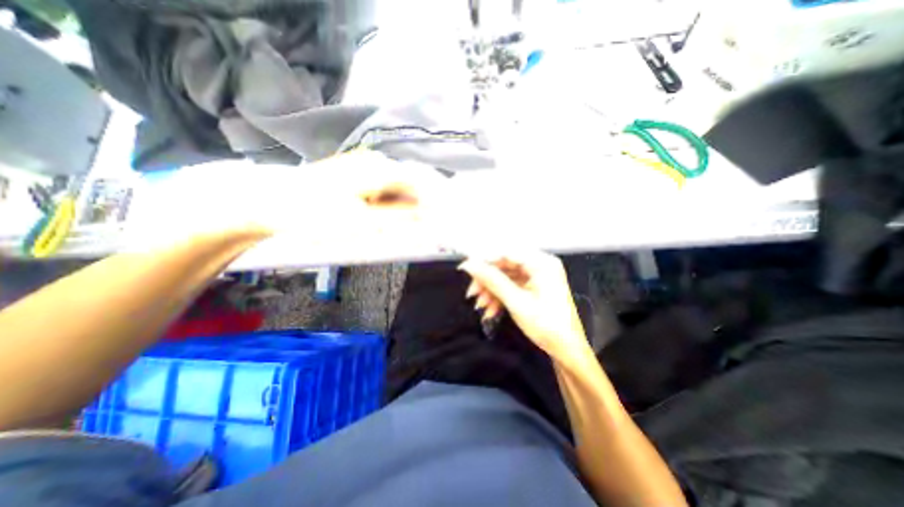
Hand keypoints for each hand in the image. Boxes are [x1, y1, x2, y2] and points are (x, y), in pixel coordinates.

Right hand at [459, 252, 593, 363]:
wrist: (566, 350)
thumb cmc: (548, 326)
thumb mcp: (516, 302)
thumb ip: (492, 281)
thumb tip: (471, 265)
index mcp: (542, 263)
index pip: (506, 252)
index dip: (484, 259)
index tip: (466, 268)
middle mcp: (540, 265)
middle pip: (504, 265)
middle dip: (487, 280)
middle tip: (472, 292)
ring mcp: (536, 276)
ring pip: (505, 276)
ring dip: (491, 290)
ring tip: (480, 305)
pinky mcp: (533, 286)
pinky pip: (511, 286)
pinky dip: (499, 296)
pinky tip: (490, 309)